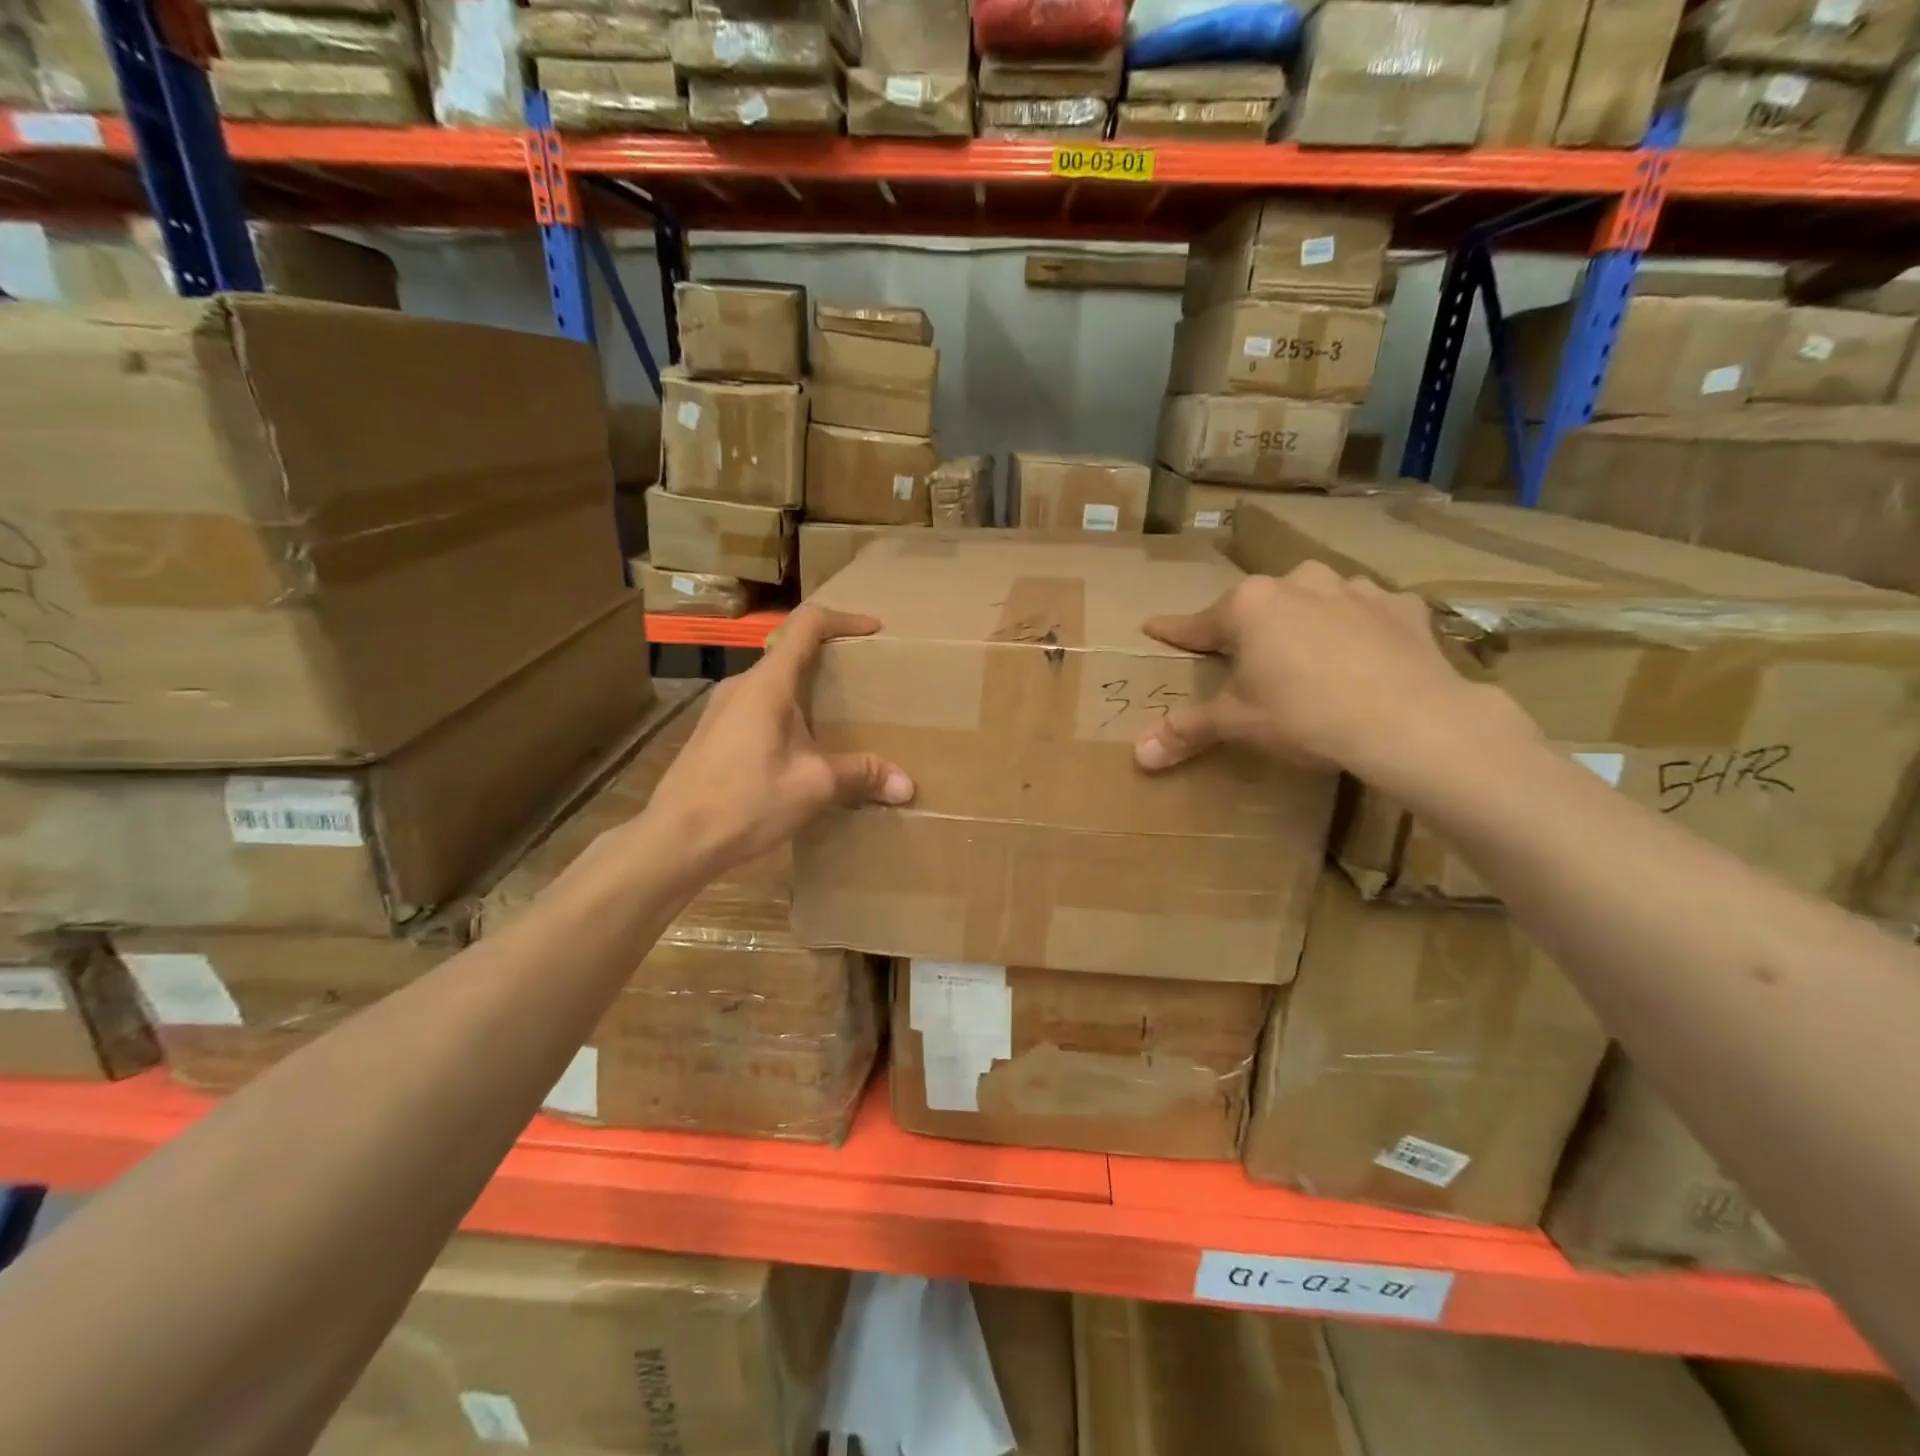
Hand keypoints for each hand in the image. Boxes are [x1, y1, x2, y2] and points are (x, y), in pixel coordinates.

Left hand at [644, 606, 913, 874]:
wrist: (676, 839)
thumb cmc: (747, 800)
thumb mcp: (814, 786)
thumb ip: (862, 775)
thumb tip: (907, 785)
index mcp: (768, 683)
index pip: (807, 625)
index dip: (844, 619)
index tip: (874, 629)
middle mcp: (741, 685)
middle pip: (789, 652)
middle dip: (829, 659)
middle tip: (863, 679)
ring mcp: (721, 709)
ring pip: (772, 684)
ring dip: (806, 692)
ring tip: (837, 718)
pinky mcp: (713, 734)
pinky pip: (758, 708)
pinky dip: (786, 714)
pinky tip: (799, 751)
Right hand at [1133, 563, 1535, 781]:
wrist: (1409, 720)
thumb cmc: (1304, 715)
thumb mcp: (1237, 724)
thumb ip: (1187, 732)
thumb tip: (1138, 756)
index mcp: (1249, 607)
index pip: (1197, 623)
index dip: (1174, 632)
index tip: (1153, 627)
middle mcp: (1298, 583)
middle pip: (1259, 608)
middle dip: (1249, 630)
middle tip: (1248, 663)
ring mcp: (1354, 589)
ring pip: (1314, 602)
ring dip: (1305, 623)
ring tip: (1309, 659)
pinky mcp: (1401, 607)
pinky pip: (1366, 614)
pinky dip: (1358, 629)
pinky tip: (1365, 658)